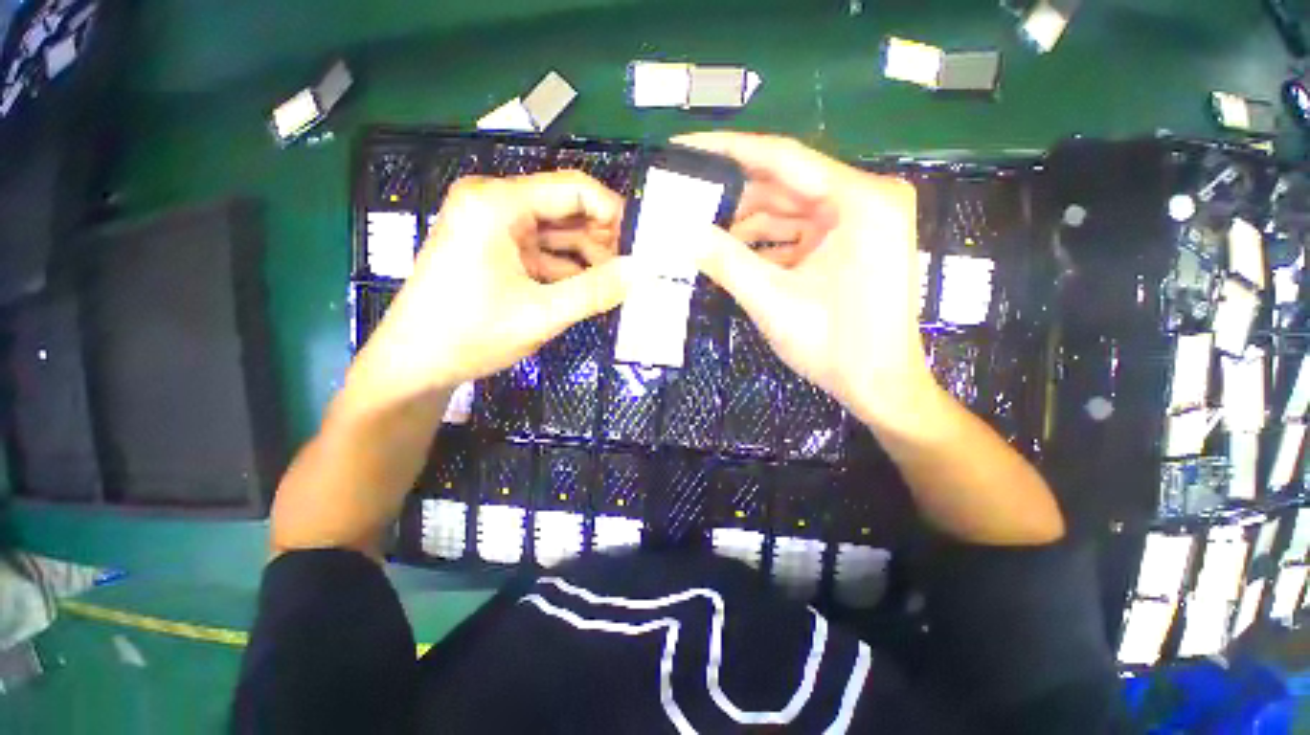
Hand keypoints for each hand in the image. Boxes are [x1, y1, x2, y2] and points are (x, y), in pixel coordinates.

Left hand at [347, 171, 628, 406]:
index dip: (612, 214)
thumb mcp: (542, 314)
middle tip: (627, 274)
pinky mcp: (494, 249)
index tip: (639, 247)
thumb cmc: (471, 335)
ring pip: (557, 233)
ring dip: (586, 259)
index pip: (573, 189)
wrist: (414, 364)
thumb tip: (641, 270)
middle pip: (565, 209)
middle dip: (600, 241)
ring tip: (611, 289)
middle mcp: (494, 203)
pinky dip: (567, 269)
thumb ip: (596, 291)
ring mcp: (493, 226)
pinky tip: (586, 292)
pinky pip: (542, 251)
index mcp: (498, 203)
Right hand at [675, 132, 934, 429]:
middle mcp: (865, 198)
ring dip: (746, 227)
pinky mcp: (851, 244)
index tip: (686, 148)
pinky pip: (798, 233)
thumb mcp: (772, 301)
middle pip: (785, 186)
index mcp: (860, 200)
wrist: (879, 386)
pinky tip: (732, 255)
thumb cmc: (835, 346)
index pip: (783, 159)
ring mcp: (860, 222)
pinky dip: (766, 244)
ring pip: (788, 212)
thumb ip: (724, 261)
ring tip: (701, 235)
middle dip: (734, 198)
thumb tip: (679, 232)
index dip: (728, 151)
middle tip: (686, 201)